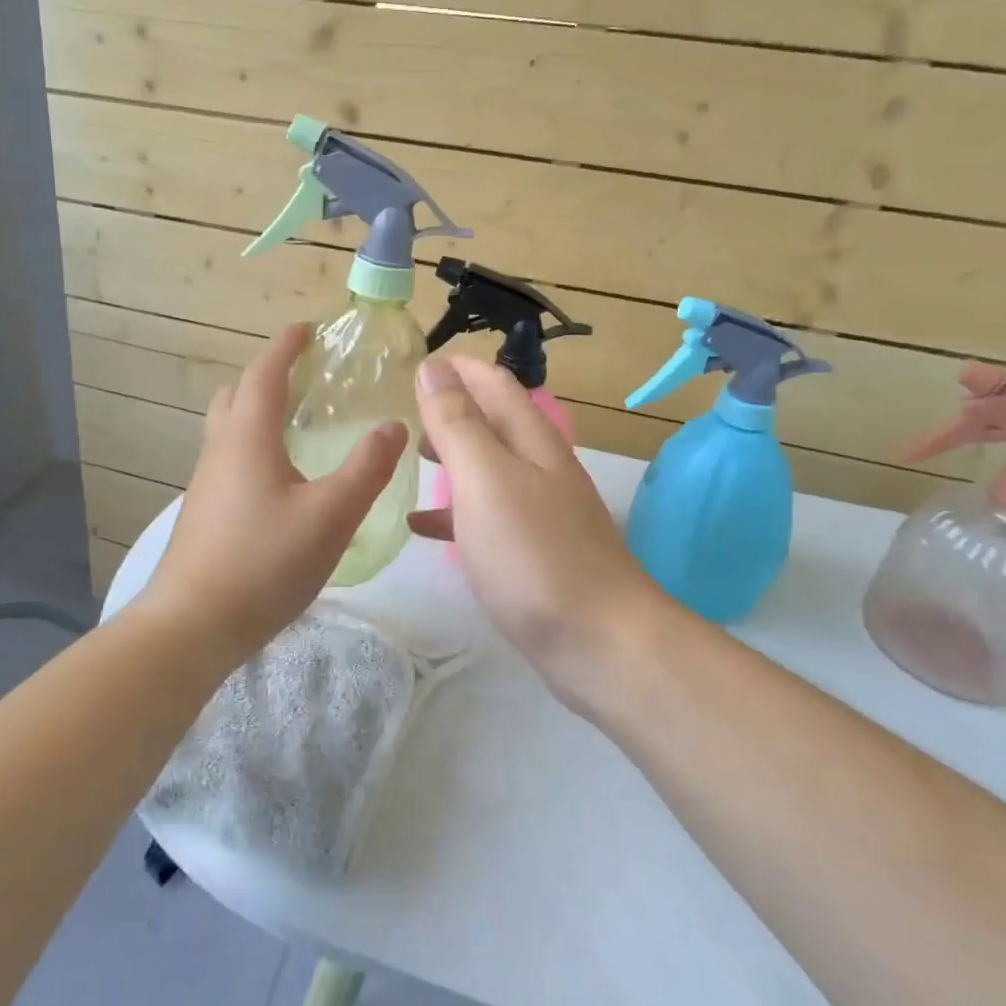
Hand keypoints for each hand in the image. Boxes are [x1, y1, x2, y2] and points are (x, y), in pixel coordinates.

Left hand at [148, 324, 405, 660]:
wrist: (192, 626)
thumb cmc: (263, 562)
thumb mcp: (331, 515)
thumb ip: (367, 468)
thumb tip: (393, 426)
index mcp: (248, 435)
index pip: (264, 372)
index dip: (286, 345)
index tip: (308, 329)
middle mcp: (221, 449)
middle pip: (237, 394)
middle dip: (269, 377)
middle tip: (307, 381)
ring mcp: (207, 482)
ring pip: (230, 428)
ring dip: (259, 413)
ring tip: (301, 429)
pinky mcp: (205, 512)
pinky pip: (230, 459)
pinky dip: (255, 447)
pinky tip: (284, 482)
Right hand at [407, 355, 664, 706]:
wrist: (600, 643)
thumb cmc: (534, 554)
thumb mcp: (485, 479)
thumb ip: (457, 422)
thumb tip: (434, 367)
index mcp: (531, 440)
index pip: (494, 383)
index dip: (458, 367)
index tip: (417, 362)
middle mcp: (540, 467)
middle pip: (493, 422)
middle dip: (452, 409)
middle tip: (405, 411)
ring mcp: (540, 512)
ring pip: (488, 468)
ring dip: (452, 455)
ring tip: (410, 457)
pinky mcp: (534, 552)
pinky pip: (486, 516)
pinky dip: (454, 510)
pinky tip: (422, 525)